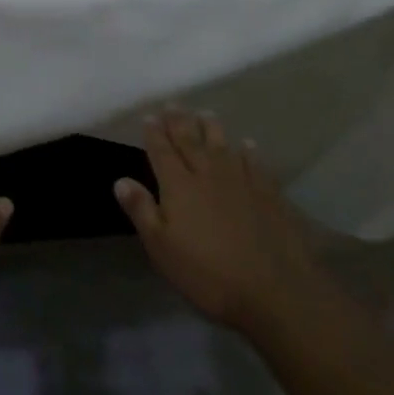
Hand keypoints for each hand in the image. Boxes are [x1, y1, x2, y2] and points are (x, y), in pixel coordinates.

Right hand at [114, 106, 318, 332]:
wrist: (273, 290)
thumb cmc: (208, 273)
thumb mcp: (162, 248)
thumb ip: (141, 210)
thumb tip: (120, 179)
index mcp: (179, 185)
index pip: (162, 151)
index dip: (154, 133)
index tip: (149, 117)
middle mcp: (207, 173)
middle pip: (190, 140)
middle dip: (179, 121)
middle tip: (173, 104)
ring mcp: (240, 181)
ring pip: (222, 145)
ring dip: (211, 127)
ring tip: (204, 113)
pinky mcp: (268, 194)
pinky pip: (255, 164)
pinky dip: (249, 151)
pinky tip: (247, 145)